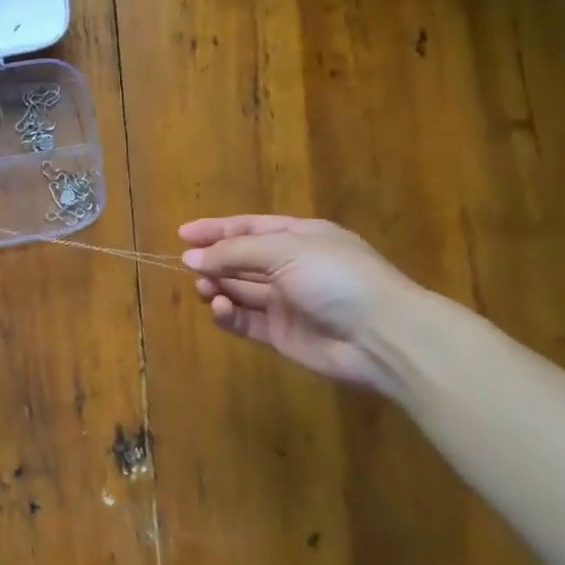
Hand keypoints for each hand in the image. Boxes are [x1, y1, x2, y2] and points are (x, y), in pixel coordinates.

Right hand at [178, 215, 419, 390]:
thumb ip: (234, 253)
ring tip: (203, 288)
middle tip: (186, 265)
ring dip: (217, 286)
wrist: (381, 336)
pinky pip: (246, 320)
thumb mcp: (284, 250)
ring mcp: (287, 302)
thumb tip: (190, 257)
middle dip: (214, 260)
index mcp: (300, 237)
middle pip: (242, 259)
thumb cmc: (336, 277)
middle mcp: (292, 266)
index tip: (182, 234)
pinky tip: (219, 308)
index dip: (216, 230)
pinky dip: (228, 314)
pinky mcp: (281, 334)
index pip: (249, 228)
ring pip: (240, 290)